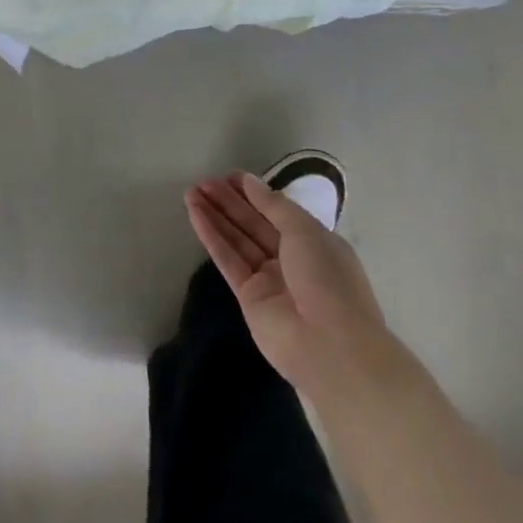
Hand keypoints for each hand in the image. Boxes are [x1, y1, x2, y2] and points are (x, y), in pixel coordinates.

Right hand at [185, 173, 390, 392]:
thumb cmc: (328, 280)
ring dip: (215, 215)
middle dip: (229, 202)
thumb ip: (273, 205)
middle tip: (203, 181)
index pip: (278, 212)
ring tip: (191, 191)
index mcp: (314, 243)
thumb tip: (249, 181)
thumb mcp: (306, 232)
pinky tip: (194, 214)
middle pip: (253, 224)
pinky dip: (211, 236)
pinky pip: (227, 259)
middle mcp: (291, 259)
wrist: (330, 346)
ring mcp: (268, 279)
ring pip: (237, 240)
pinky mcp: (248, 297)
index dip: (253, 193)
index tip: (229, 176)